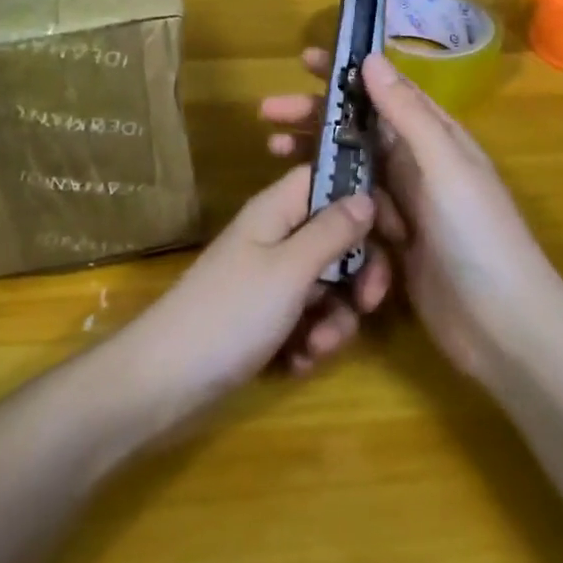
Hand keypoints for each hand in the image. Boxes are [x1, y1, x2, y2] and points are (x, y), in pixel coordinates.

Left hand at [120, 163, 392, 424]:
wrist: (164, 382)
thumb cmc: (230, 314)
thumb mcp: (289, 270)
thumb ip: (332, 232)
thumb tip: (367, 195)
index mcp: (277, 210)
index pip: (330, 181)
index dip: (365, 199)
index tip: (397, 234)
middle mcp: (276, 237)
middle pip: (337, 238)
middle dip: (358, 275)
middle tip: (370, 305)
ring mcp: (270, 280)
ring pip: (328, 285)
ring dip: (334, 319)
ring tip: (315, 348)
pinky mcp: (266, 318)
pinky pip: (307, 319)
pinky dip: (310, 341)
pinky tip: (297, 363)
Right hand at [262, 51, 562, 381]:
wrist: (503, 327)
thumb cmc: (478, 235)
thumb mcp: (444, 165)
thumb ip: (407, 113)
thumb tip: (371, 58)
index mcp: (434, 137)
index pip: (383, 91)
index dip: (345, 74)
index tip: (304, 60)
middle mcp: (416, 165)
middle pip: (357, 129)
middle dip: (314, 116)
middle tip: (268, 111)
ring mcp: (402, 206)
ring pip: (348, 168)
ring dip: (312, 156)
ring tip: (271, 149)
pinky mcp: (389, 244)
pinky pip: (349, 212)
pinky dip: (324, 202)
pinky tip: (294, 203)